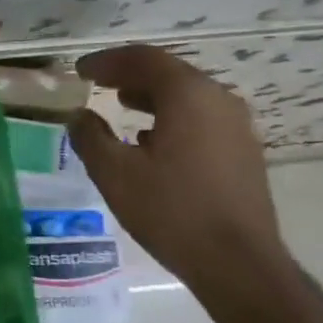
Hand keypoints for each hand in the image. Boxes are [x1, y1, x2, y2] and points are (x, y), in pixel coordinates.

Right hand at [65, 46, 288, 296]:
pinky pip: (201, 119)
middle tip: (98, 83)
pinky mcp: (243, 151)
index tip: (80, 70)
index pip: (143, 59)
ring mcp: (237, 126)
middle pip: (169, 73)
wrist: (239, 264)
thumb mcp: (115, 173)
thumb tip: (79, 116)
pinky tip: (152, 141)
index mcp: (188, 95)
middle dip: (130, 75)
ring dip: (151, 96)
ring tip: (121, 105)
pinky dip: (172, 117)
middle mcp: (218, 100)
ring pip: (187, 97)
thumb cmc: (171, 211)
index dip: (107, 61)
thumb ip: (90, 137)